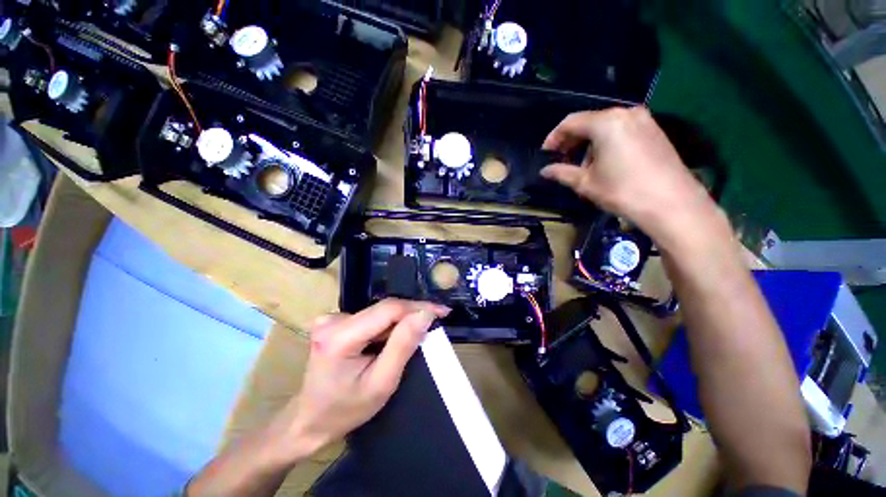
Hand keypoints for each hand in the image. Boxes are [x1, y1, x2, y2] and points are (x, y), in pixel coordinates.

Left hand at [265, 299, 450, 464]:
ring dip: (400, 321)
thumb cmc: (346, 410)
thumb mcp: (381, 383)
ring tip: (416, 335)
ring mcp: (331, 318)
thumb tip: (425, 314)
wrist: (310, 420)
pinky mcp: (335, 321)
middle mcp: (332, 320)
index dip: (418, 307)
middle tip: (436, 321)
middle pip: (384, 309)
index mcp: (339, 337)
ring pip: (379, 312)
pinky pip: (371, 316)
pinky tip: (392, 339)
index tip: (442, 311)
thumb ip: (403, 345)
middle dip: (412, 314)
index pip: (388, 310)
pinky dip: (387, 325)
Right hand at [541, 107, 720, 246]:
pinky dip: (606, 142)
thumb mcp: (585, 183)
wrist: (671, 203)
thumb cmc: (622, 191)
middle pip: (589, 121)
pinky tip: (604, 162)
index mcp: (606, 122)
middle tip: (561, 159)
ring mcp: (643, 120)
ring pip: (605, 126)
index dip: (554, 137)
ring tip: (583, 166)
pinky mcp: (654, 131)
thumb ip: (561, 173)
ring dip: (588, 143)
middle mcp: (625, 113)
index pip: (571, 122)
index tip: (545, 153)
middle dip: (571, 140)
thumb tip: (544, 171)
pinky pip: (621, 130)